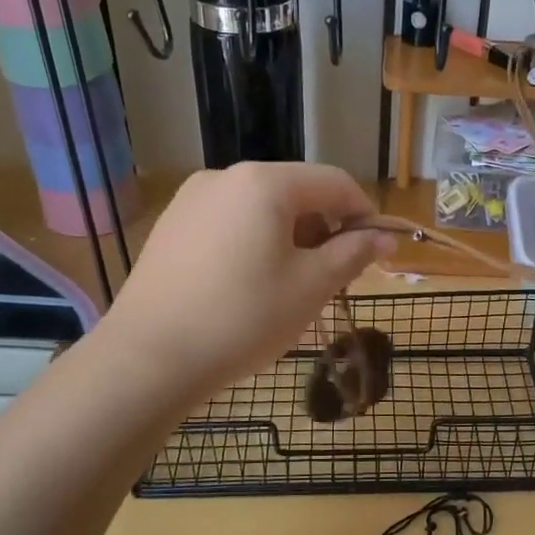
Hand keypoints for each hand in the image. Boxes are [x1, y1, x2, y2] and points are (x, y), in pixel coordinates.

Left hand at [100, 163, 392, 396]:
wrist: (149, 357)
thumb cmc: (244, 318)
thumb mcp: (311, 287)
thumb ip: (353, 253)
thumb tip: (385, 237)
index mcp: (265, 183)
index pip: (335, 182)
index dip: (364, 214)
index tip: (374, 253)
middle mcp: (225, 176)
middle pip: (297, 191)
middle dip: (324, 228)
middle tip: (331, 277)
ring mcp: (191, 199)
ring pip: (261, 208)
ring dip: (290, 237)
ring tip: (288, 286)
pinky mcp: (171, 226)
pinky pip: (229, 222)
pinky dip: (254, 243)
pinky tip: (246, 286)